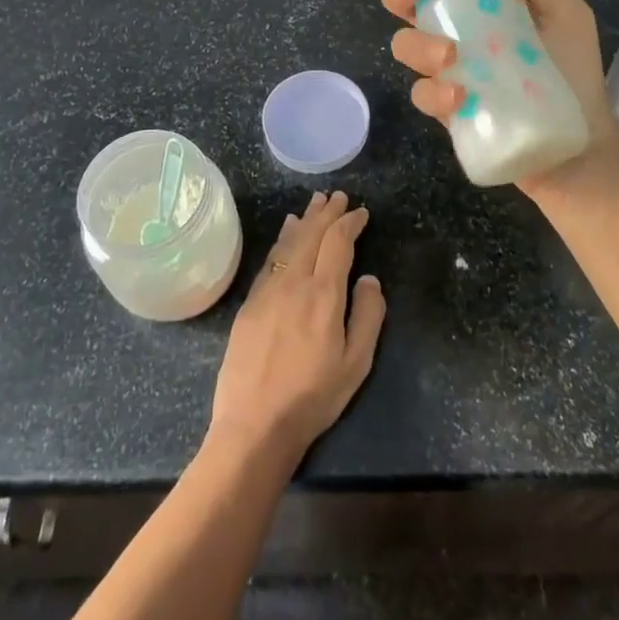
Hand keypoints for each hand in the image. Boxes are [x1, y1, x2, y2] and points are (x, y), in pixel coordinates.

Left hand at [208, 191, 385, 466]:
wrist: (255, 424)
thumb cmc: (313, 396)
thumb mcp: (356, 363)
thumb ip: (368, 315)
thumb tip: (368, 278)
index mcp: (323, 294)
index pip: (338, 243)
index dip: (350, 223)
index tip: (361, 212)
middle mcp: (294, 282)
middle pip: (311, 235)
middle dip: (327, 213)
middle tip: (338, 196)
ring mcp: (268, 290)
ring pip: (289, 243)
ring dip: (304, 220)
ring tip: (314, 204)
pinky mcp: (250, 303)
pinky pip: (271, 260)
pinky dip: (282, 240)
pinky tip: (286, 233)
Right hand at [380, 0, 618, 214]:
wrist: (577, 143)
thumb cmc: (573, 71)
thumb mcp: (569, 15)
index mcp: (484, 1)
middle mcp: (459, 29)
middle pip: (410, 2)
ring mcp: (449, 69)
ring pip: (406, 47)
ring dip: (418, 46)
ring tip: (450, 57)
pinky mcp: (446, 108)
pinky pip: (422, 94)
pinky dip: (434, 92)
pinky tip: (459, 96)